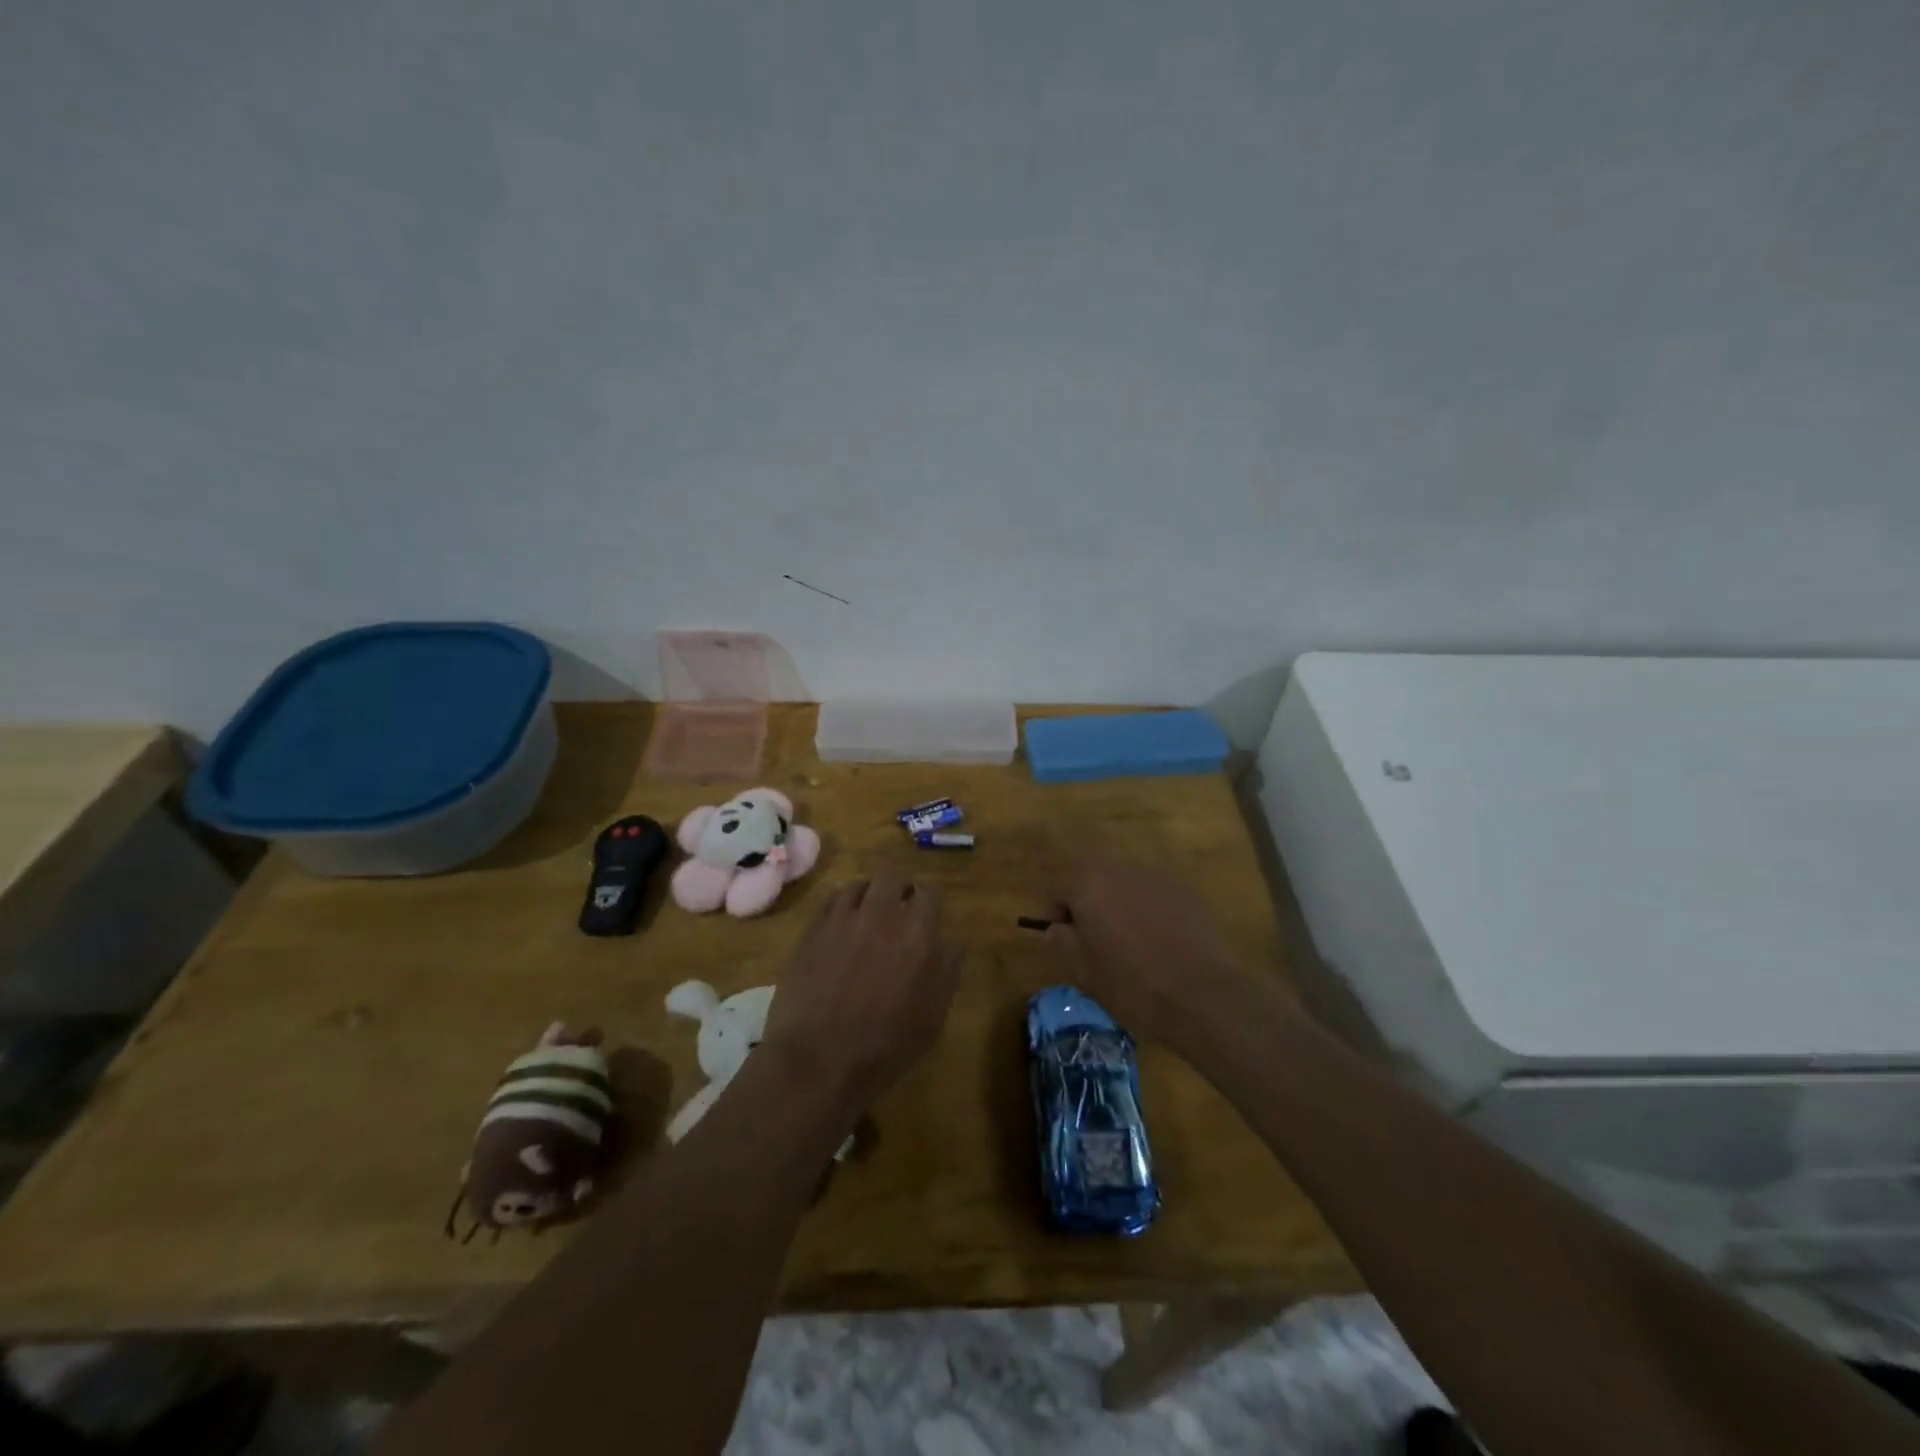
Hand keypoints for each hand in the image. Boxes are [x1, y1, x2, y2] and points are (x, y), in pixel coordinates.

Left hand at [761, 873, 962, 1118]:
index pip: (930, 892)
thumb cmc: (886, 1046)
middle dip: (899, 887)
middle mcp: (881, 915)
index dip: (930, 900)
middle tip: (899, 908)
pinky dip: (842, 906)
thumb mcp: (933, 1017)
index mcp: (918, 934)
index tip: (928, 913)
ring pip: (859, 885)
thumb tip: (952, 943)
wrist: (818, 1061)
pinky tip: (842, 925)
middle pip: (892, 876)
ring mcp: (842, 919)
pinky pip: (831, 902)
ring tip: (868, 914)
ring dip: (869, 894)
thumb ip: (947, 971)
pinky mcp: (812, 930)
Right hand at [1044, 846, 1281, 1049]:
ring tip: (1131, 943)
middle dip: (1090, 904)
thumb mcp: (1083, 970)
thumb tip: (1057, 928)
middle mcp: (1122, 867)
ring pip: (1126, 886)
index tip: (1065, 940)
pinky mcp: (1187, 890)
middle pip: (1094, 879)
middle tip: (1096, 940)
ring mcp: (1158, 876)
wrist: (1203, 994)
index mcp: (1089, 882)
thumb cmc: (1132, 983)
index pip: (1059, 887)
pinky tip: (1161, 943)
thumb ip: (1062, 941)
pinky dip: (1150, 911)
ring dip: (1121, 906)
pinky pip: (1155, 896)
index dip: (1057, 914)